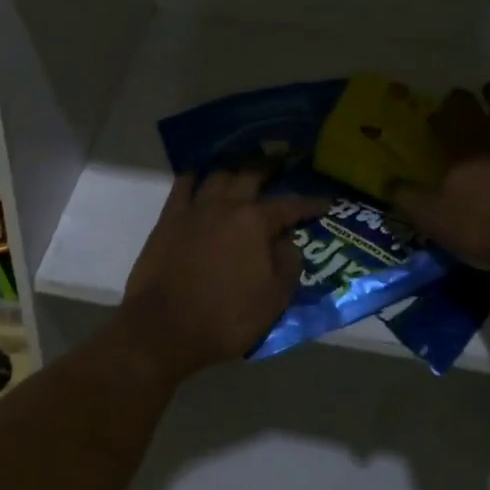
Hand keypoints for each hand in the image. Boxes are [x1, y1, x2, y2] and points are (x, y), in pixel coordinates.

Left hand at [116, 170, 326, 382]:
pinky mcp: (169, 216)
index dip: (310, 203)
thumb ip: (289, 264)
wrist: (164, 327)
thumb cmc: (225, 317)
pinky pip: (183, 183)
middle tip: (284, 162)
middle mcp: (227, 204)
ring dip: (236, 167)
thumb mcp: (274, 300)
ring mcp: (195, 207)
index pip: (290, 205)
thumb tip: (288, 241)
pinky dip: (196, 175)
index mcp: (255, 222)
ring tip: (245, 166)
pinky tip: (200, 175)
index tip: (325, 201)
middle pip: (252, 173)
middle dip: (272, 166)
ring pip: (219, 174)